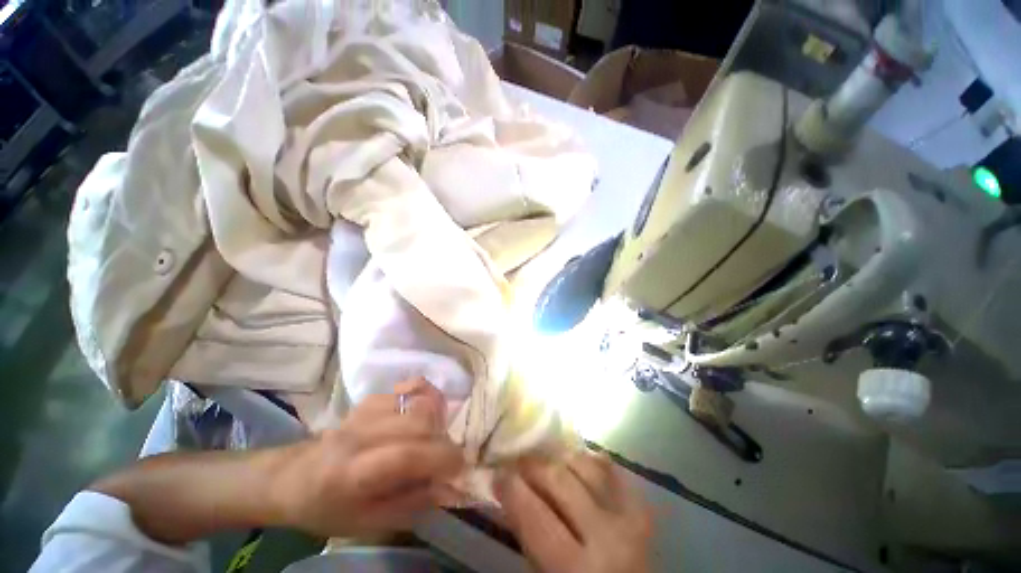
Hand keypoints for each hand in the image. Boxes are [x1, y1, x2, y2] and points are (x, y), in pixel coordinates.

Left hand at [268, 378, 463, 536]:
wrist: (291, 477)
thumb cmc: (327, 508)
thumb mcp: (366, 523)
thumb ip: (411, 504)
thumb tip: (449, 487)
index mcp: (352, 473)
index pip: (406, 455)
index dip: (441, 458)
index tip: (460, 468)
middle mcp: (360, 434)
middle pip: (418, 421)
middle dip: (443, 440)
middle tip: (443, 458)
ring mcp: (365, 410)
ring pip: (418, 401)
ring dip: (436, 420)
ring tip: (433, 438)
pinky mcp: (371, 398)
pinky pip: (409, 388)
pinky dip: (425, 398)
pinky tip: (423, 415)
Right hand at [496, 451, 652, 572]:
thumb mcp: (544, 572)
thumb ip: (527, 533)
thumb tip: (506, 490)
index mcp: (574, 567)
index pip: (534, 514)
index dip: (511, 487)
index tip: (497, 472)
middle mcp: (605, 536)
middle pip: (559, 479)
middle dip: (532, 465)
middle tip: (517, 463)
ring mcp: (628, 516)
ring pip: (584, 464)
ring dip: (558, 458)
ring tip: (544, 462)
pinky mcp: (641, 506)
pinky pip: (610, 468)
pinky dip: (588, 461)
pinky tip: (575, 463)